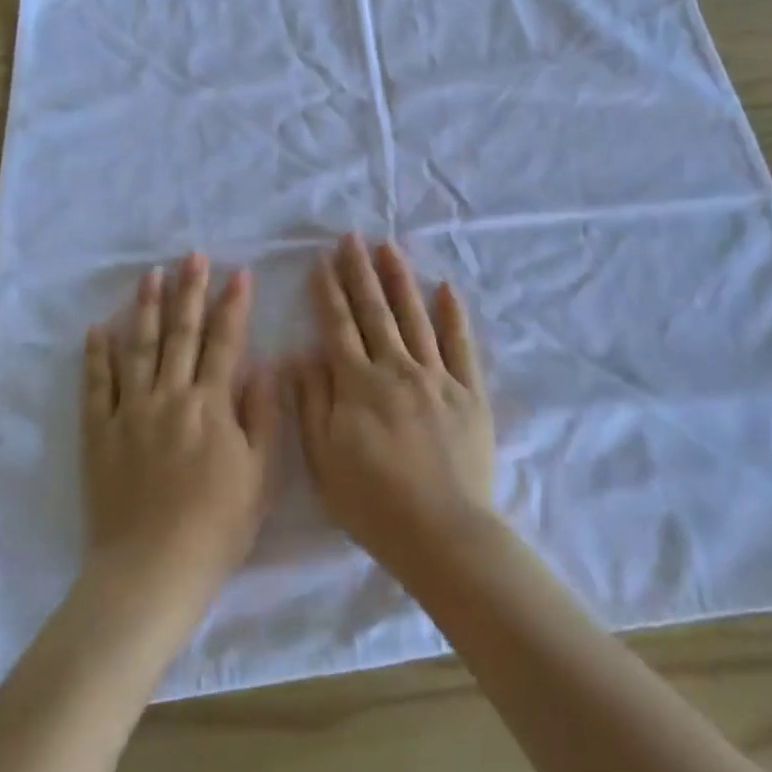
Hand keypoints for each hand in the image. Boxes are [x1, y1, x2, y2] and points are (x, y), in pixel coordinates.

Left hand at [83, 254, 276, 618]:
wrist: (153, 568)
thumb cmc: (218, 525)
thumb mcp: (261, 475)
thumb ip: (264, 416)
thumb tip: (266, 366)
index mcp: (211, 406)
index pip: (226, 343)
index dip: (233, 306)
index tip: (239, 273)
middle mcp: (169, 397)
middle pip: (181, 334)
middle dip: (189, 292)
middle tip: (192, 257)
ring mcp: (129, 413)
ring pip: (137, 349)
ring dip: (144, 309)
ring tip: (149, 275)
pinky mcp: (99, 434)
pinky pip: (96, 386)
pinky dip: (97, 356)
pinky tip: (98, 329)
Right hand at [290, 236, 495, 574]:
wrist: (442, 532)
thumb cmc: (373, 504)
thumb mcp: (323, 462)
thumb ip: (312, 405)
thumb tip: (301, 357)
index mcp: (358, 386)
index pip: (339, 327)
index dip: (328, 292)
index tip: (322, 261)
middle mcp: (397, 370)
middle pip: (375, 312)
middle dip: (360, 273)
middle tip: (352, 239)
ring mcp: (437, 377)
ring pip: (415, 318)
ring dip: (400, 281)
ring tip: (389, 249)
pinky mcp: (470, 392)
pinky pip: (461, 345)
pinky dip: (453, 315)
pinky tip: (445, 289)